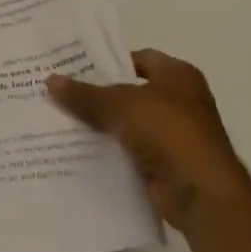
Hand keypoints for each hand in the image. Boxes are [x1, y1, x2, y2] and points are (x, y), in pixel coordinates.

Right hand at [47, 50, 250, 234]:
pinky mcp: (168, 164)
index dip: (109, 61)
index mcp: (178, 75)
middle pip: (131, 91)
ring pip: (129, 123)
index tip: (76, 67)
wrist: (201, 193)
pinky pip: (131, 150)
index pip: (139, 58)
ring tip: (62, 119)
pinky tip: (80, 149)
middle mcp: (181, 101)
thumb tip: (49, 80)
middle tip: (62, 92)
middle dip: (99, 94)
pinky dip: (111, 150)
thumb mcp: (119, 105)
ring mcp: (176, 135)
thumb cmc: (168, 131)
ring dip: (102, 124)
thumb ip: (84, 94)